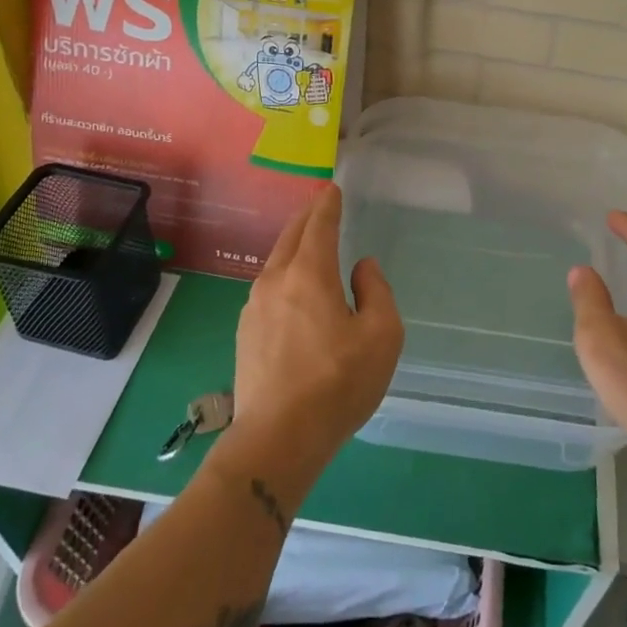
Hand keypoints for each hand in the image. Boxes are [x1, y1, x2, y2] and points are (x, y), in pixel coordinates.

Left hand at [223, 187, 403, 489]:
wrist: (278, 437)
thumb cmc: (338, 383)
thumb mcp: (381, 335)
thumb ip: (376, 291)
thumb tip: (361, 267)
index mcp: (310, 273)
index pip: (319, 225)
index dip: (328, 204)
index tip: (332, 189)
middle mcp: (276, 280)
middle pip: (291, 236)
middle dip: (307, 217)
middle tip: (320, 205)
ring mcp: (254, 307)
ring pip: (276, 261)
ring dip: (293, 245)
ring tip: (308, 243)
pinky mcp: (245, 333)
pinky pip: (268, 287)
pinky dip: (283, 273)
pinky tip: (292, 288)